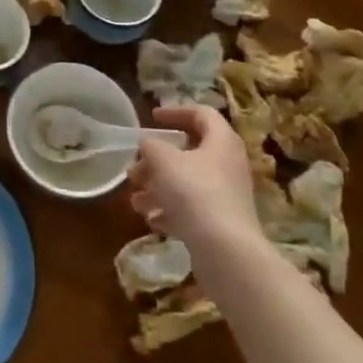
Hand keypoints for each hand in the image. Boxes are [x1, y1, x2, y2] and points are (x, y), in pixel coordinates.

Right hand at [128, 104, 260, 253]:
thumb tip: (148, 145)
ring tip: (135, 200)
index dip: (176, 111)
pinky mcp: (221, 223)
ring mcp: (226, 196)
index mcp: (221, 141)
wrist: (225, 250)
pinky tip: (151, 220)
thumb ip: (151, 146)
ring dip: (158, 188)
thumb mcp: (163, 160)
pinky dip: (170, 211)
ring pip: (187, 183)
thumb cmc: (194, 192)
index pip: (202, 114)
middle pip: (190, 152)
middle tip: (135, 168)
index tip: (152, 117)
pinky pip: (192, 209)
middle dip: (157, 160)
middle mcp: (228, 165)